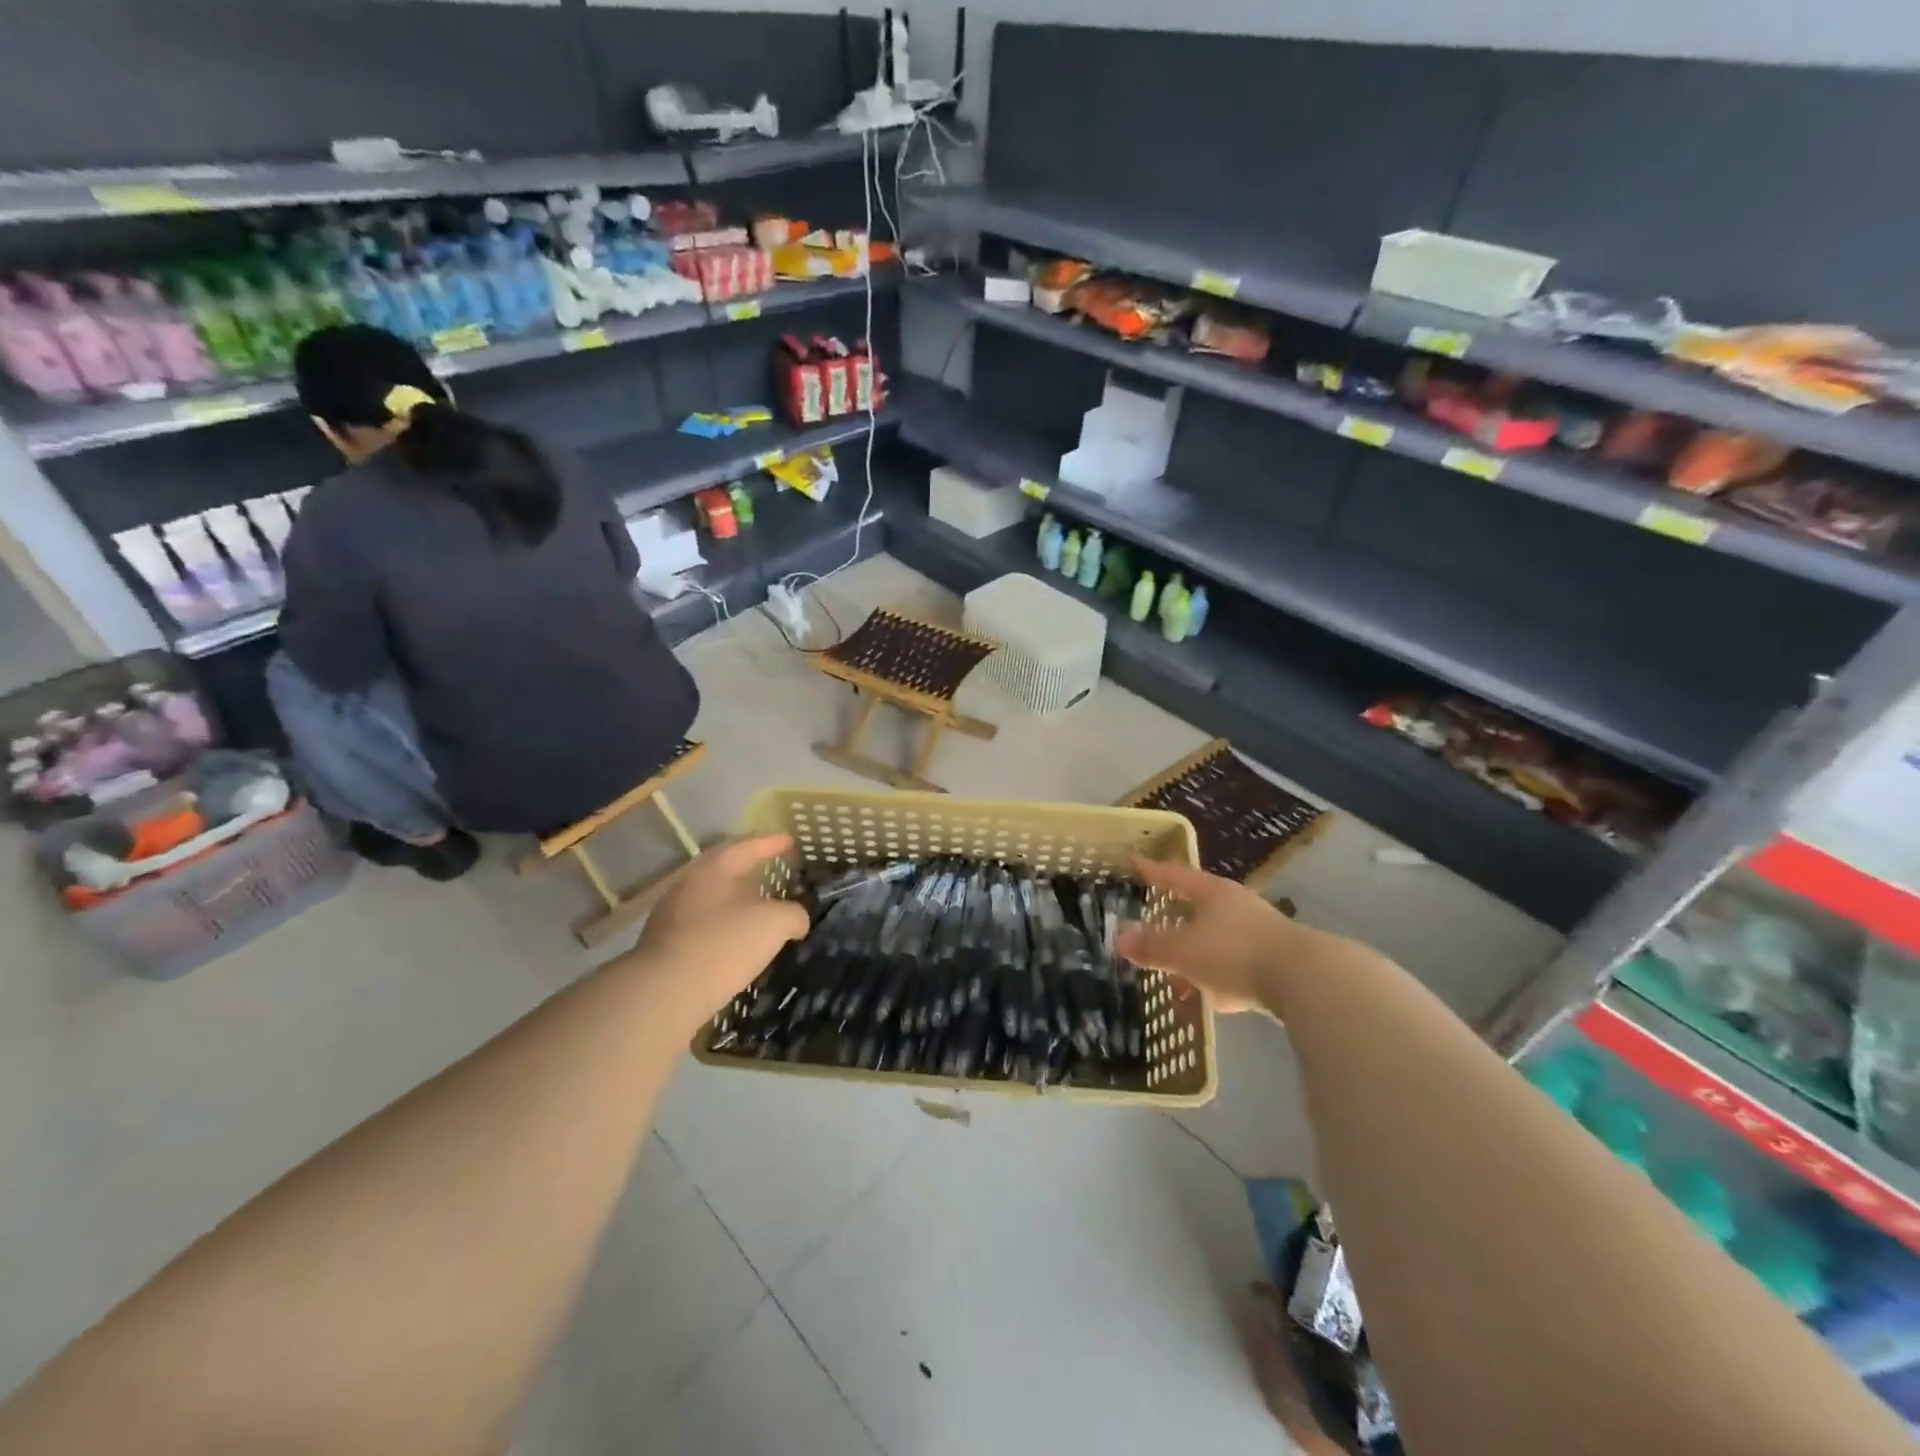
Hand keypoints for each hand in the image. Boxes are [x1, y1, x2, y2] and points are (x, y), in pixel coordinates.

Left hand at [634, 835, 809, 1025]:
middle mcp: (689, 884)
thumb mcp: (775, 923)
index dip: (772, 843)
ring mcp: (672, 915)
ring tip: (758, 909)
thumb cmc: (724, 944)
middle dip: (749, 868)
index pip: (748, 847)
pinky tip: (736, 942)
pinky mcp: (665, 945)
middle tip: (771, 869)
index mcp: (714, 869)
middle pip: (724, 869)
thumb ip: (793, 914)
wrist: (665, 993)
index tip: (791, 842)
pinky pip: (702, 925)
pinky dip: (723, 927)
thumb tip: (797, 919)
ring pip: (711, 898)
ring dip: (735, 901)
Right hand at [1115, 856, 1317, 1013]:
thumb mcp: (1185, 951)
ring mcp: (1260, 933)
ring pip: (1218, 941)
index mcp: (1213, 892)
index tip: (1134, 863)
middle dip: (1176, 921)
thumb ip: (1152, 946)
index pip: (1175, 876)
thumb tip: (1119, 937)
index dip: (1153, 871)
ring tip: (1179, 980)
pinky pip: (1237, 967)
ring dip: (1197, 958)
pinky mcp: (1277, 962)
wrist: (1307, 980)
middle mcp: (1237, 906)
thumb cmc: (1236, 953)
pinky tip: (1216, 1001)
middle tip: (1154, 927)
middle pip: (1199, 907)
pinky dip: (1221, 980)